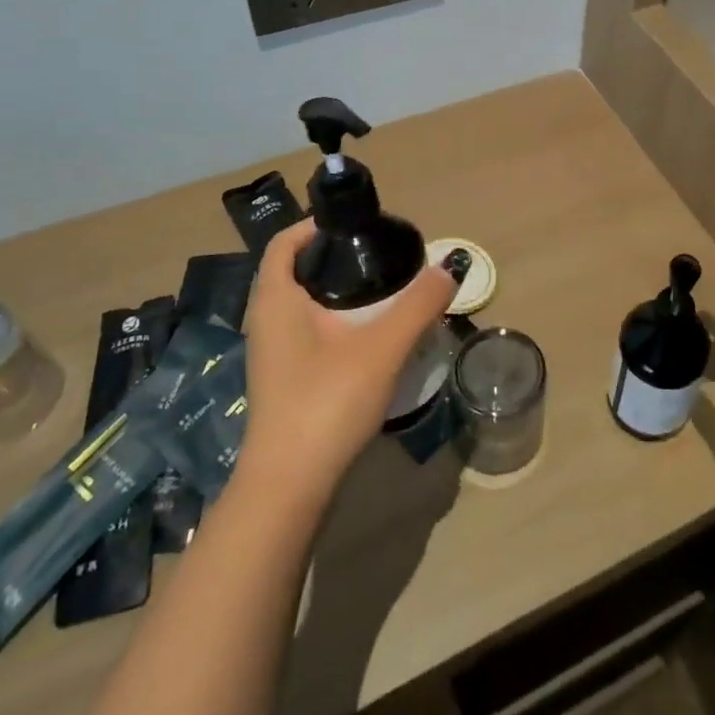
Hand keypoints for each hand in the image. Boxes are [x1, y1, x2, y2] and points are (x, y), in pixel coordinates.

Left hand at [235, 219, 456, 510]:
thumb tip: (448, 267)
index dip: (314, 225)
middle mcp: (266, 322)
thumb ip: (418, 304)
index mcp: (276, 300)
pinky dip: (333, 322)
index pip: (284, 243)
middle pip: (294, 272)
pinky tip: (367, 339)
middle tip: (377, 257)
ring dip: (334, 292)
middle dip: (332, 258)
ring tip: (380, 293)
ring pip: (301, 306)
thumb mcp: (382, 347)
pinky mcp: (282, 382)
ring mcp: (271, 356)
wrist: (289, 488)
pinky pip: (305, 333)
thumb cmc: (326, 402)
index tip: (354, 225)